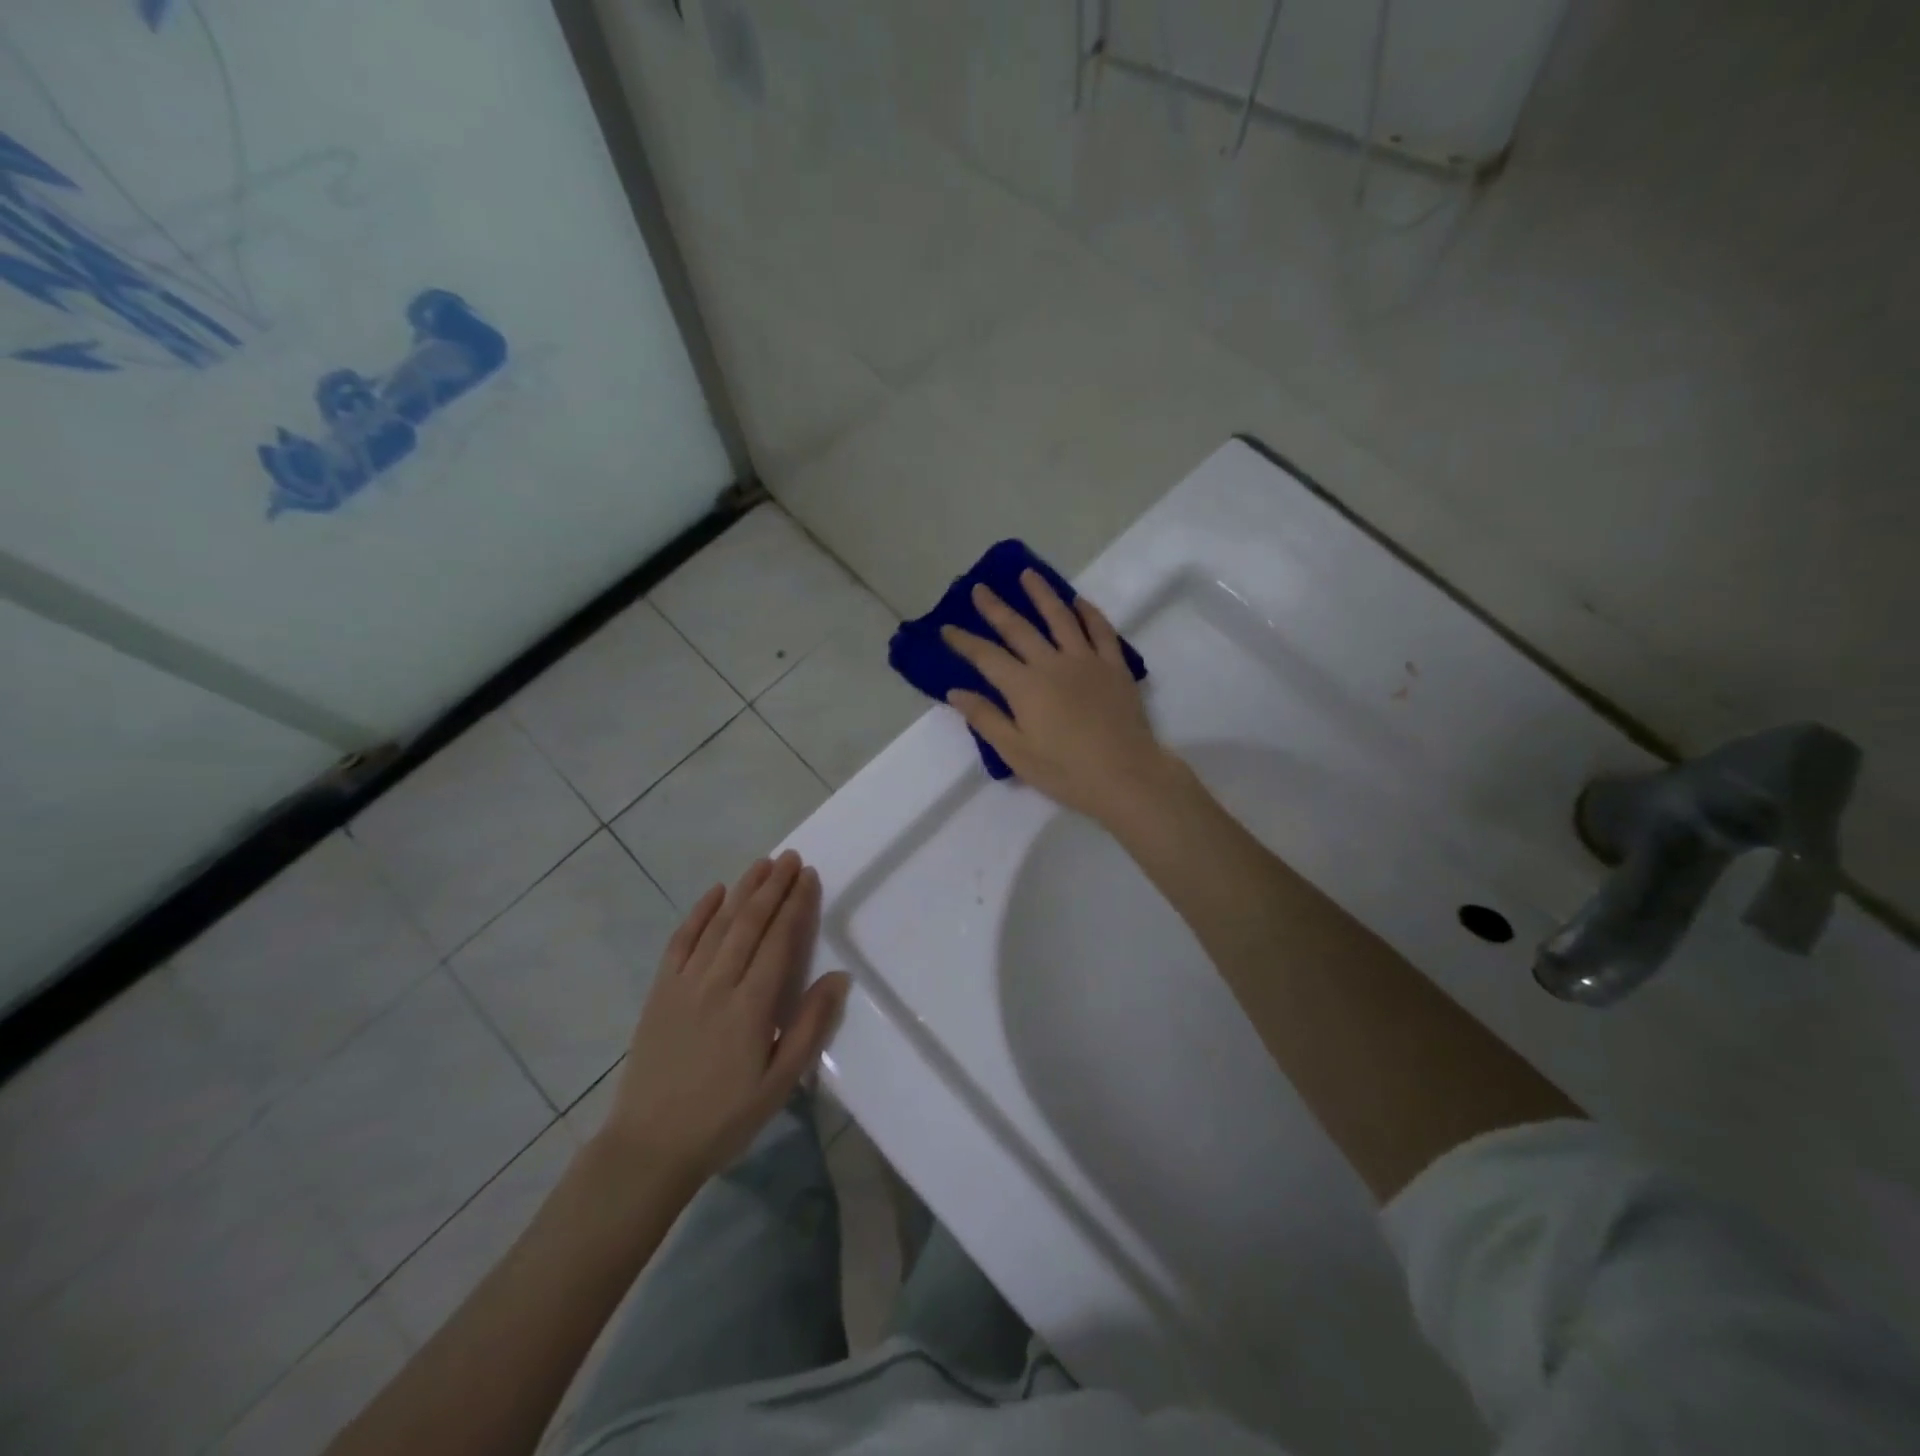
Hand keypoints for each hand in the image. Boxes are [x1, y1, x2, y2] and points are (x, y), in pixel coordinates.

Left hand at [598, 852, 849, 1186]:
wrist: (649, 1146)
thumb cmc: (725, 1117)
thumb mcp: (780, 1083)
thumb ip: (809, 1026)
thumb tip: (839, 976)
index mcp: (751, 1006)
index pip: (780, 941)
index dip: (796, 905)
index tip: (809, 876)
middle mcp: (718, 983)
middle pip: (750, 923)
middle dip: (773, 886)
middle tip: (791, 857)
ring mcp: (685, 984)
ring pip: (719, 924)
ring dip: (742, 890)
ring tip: (762, 864)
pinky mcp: (660, 991)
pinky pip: (680, 941)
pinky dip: (699, 913)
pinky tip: (714, 893)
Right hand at [941, 569, 1178, 821]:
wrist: (1126, 775)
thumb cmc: (1066, 772)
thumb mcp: (1016, 753)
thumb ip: (986, 719)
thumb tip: (955, 691)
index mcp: (1024, 687)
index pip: (986, 657)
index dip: (964, 641)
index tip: (946, 628)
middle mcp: (1052, 663)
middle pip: (1019, 628)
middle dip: (995, 608)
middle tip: (979, 588)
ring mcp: (1087, 661)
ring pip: (1060, 618)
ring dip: (1041, 594)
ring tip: (1027, 574)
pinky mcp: (1114, 666)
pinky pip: (1101, 630)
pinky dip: (1089, 613)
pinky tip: (1079, 601)